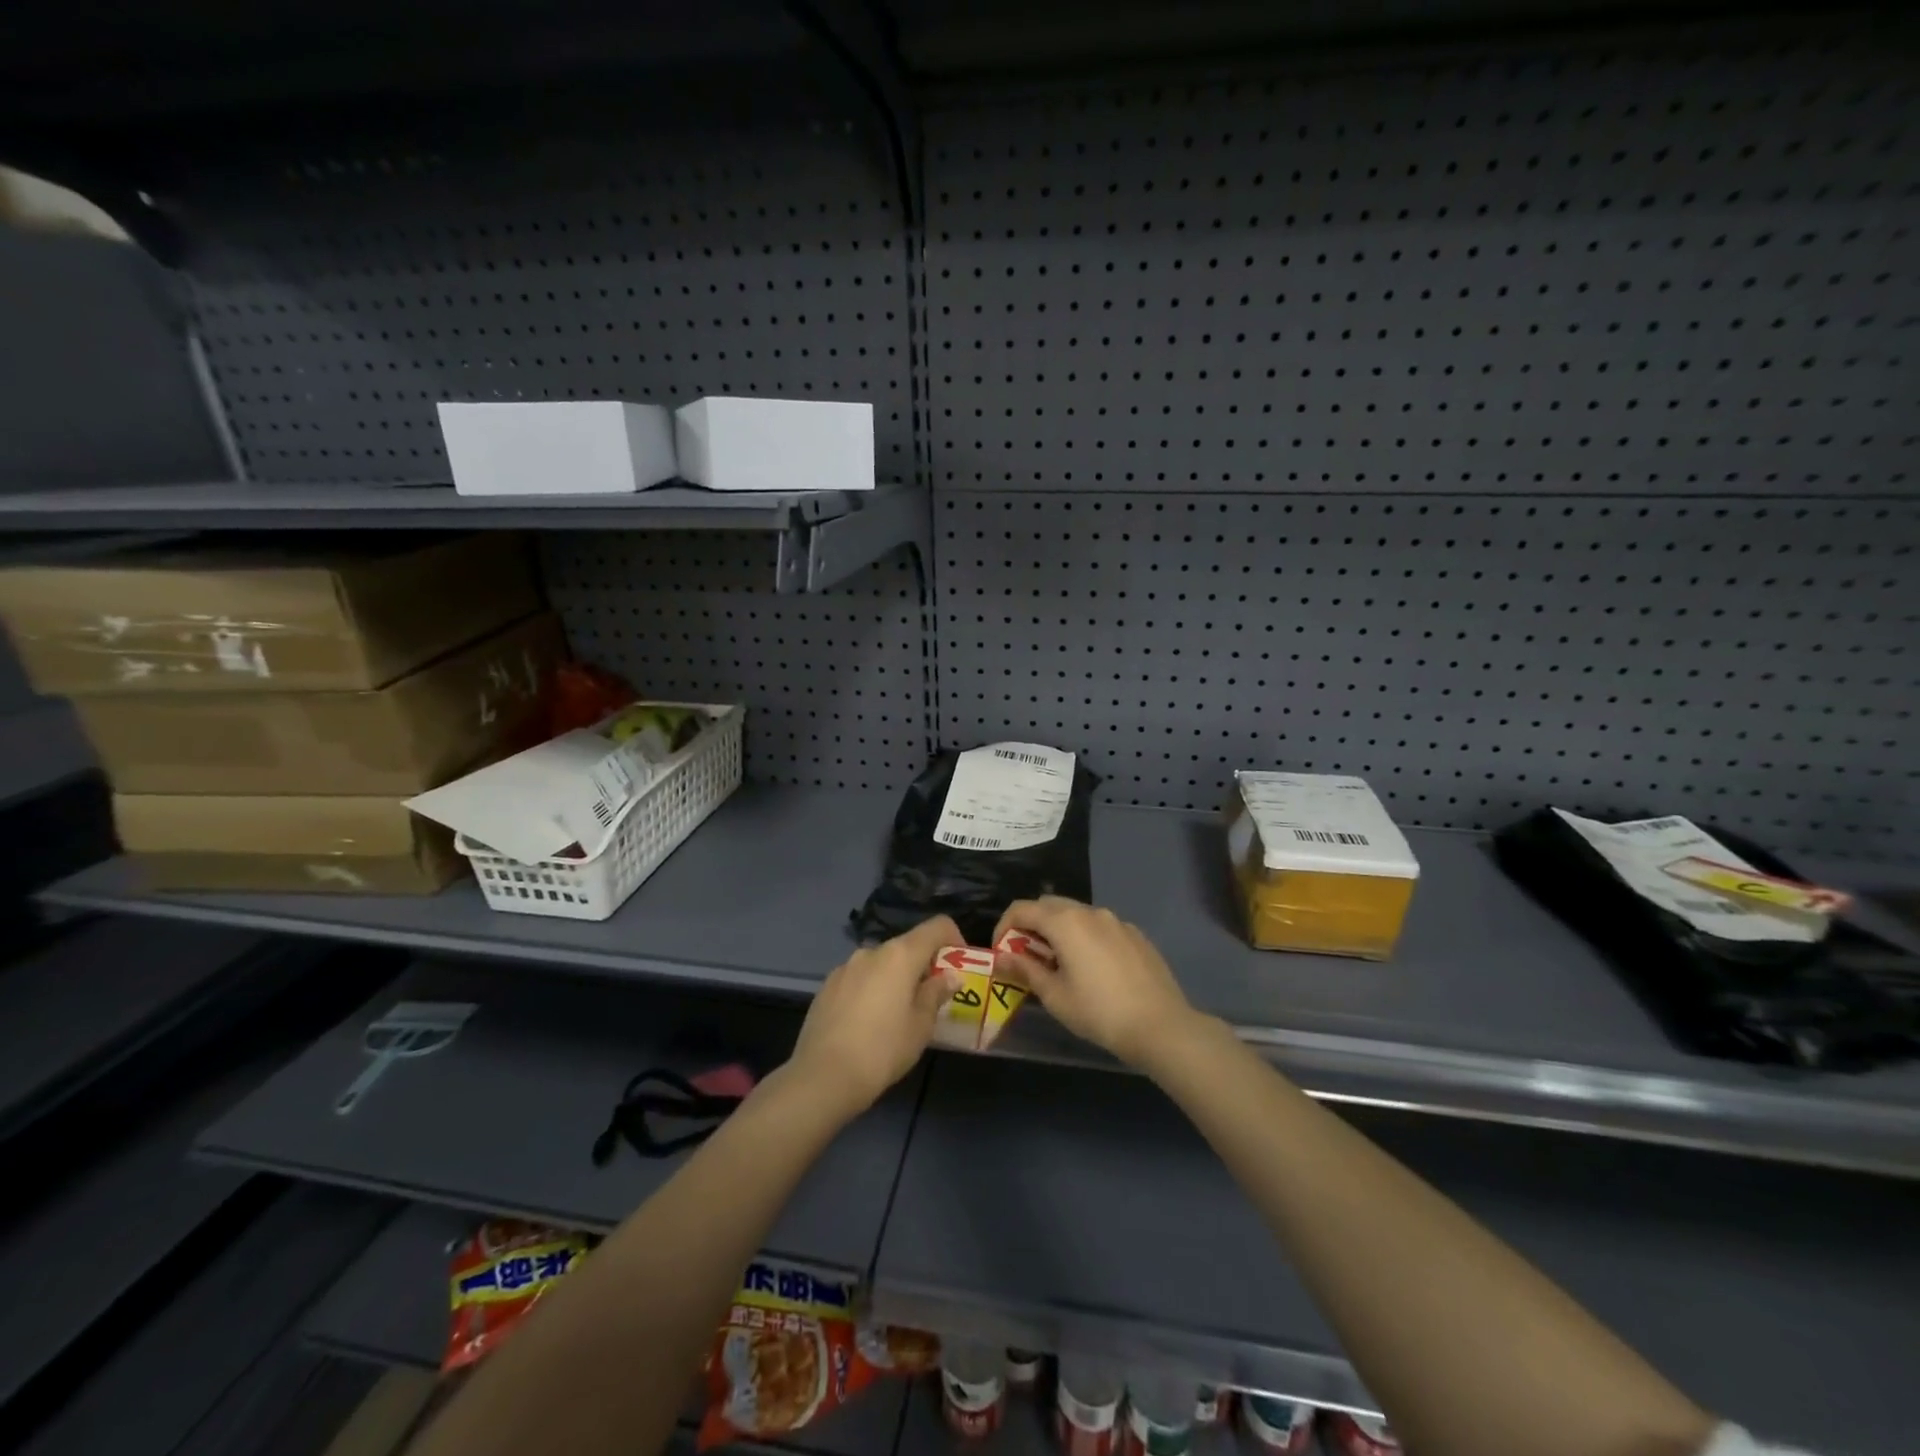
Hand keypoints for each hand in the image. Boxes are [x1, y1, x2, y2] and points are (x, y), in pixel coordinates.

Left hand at [786, 915, 959, 1119]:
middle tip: (931, 998)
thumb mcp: (920, 1025)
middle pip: (907, 946)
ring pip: (881, 963)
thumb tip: (950, 976)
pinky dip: (871, 989)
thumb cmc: (883, 1049)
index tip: (959, 966)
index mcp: (900, 955)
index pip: (937, 926)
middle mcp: (872, 951)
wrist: (823, 1076)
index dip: (954, 938)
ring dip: (895, 978)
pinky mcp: (827, 986)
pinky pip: (859, 978)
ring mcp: (845, 967)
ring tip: (898, 1014)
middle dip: (923, 965)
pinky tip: (868, 1022)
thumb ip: (936, 994)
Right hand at [993, 897, 1196, 1067]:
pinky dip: (1085, 937)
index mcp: (1065, 922)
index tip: (1001, 953)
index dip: (1004, 927)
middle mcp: (1090, 912)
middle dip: (1031, 925)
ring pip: (1076, 914)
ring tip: (1059, 964)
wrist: (1160, 1025)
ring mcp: (1117, 921)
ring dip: (1059, 930)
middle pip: (1049, 905)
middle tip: (1027, 957)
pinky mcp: (1135, 934)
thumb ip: (1025, 969)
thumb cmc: (1099, 1012)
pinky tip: (1093, 969)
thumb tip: (1000, 957)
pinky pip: (1100, 926)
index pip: (1022, 909)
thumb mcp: (1054, 995)